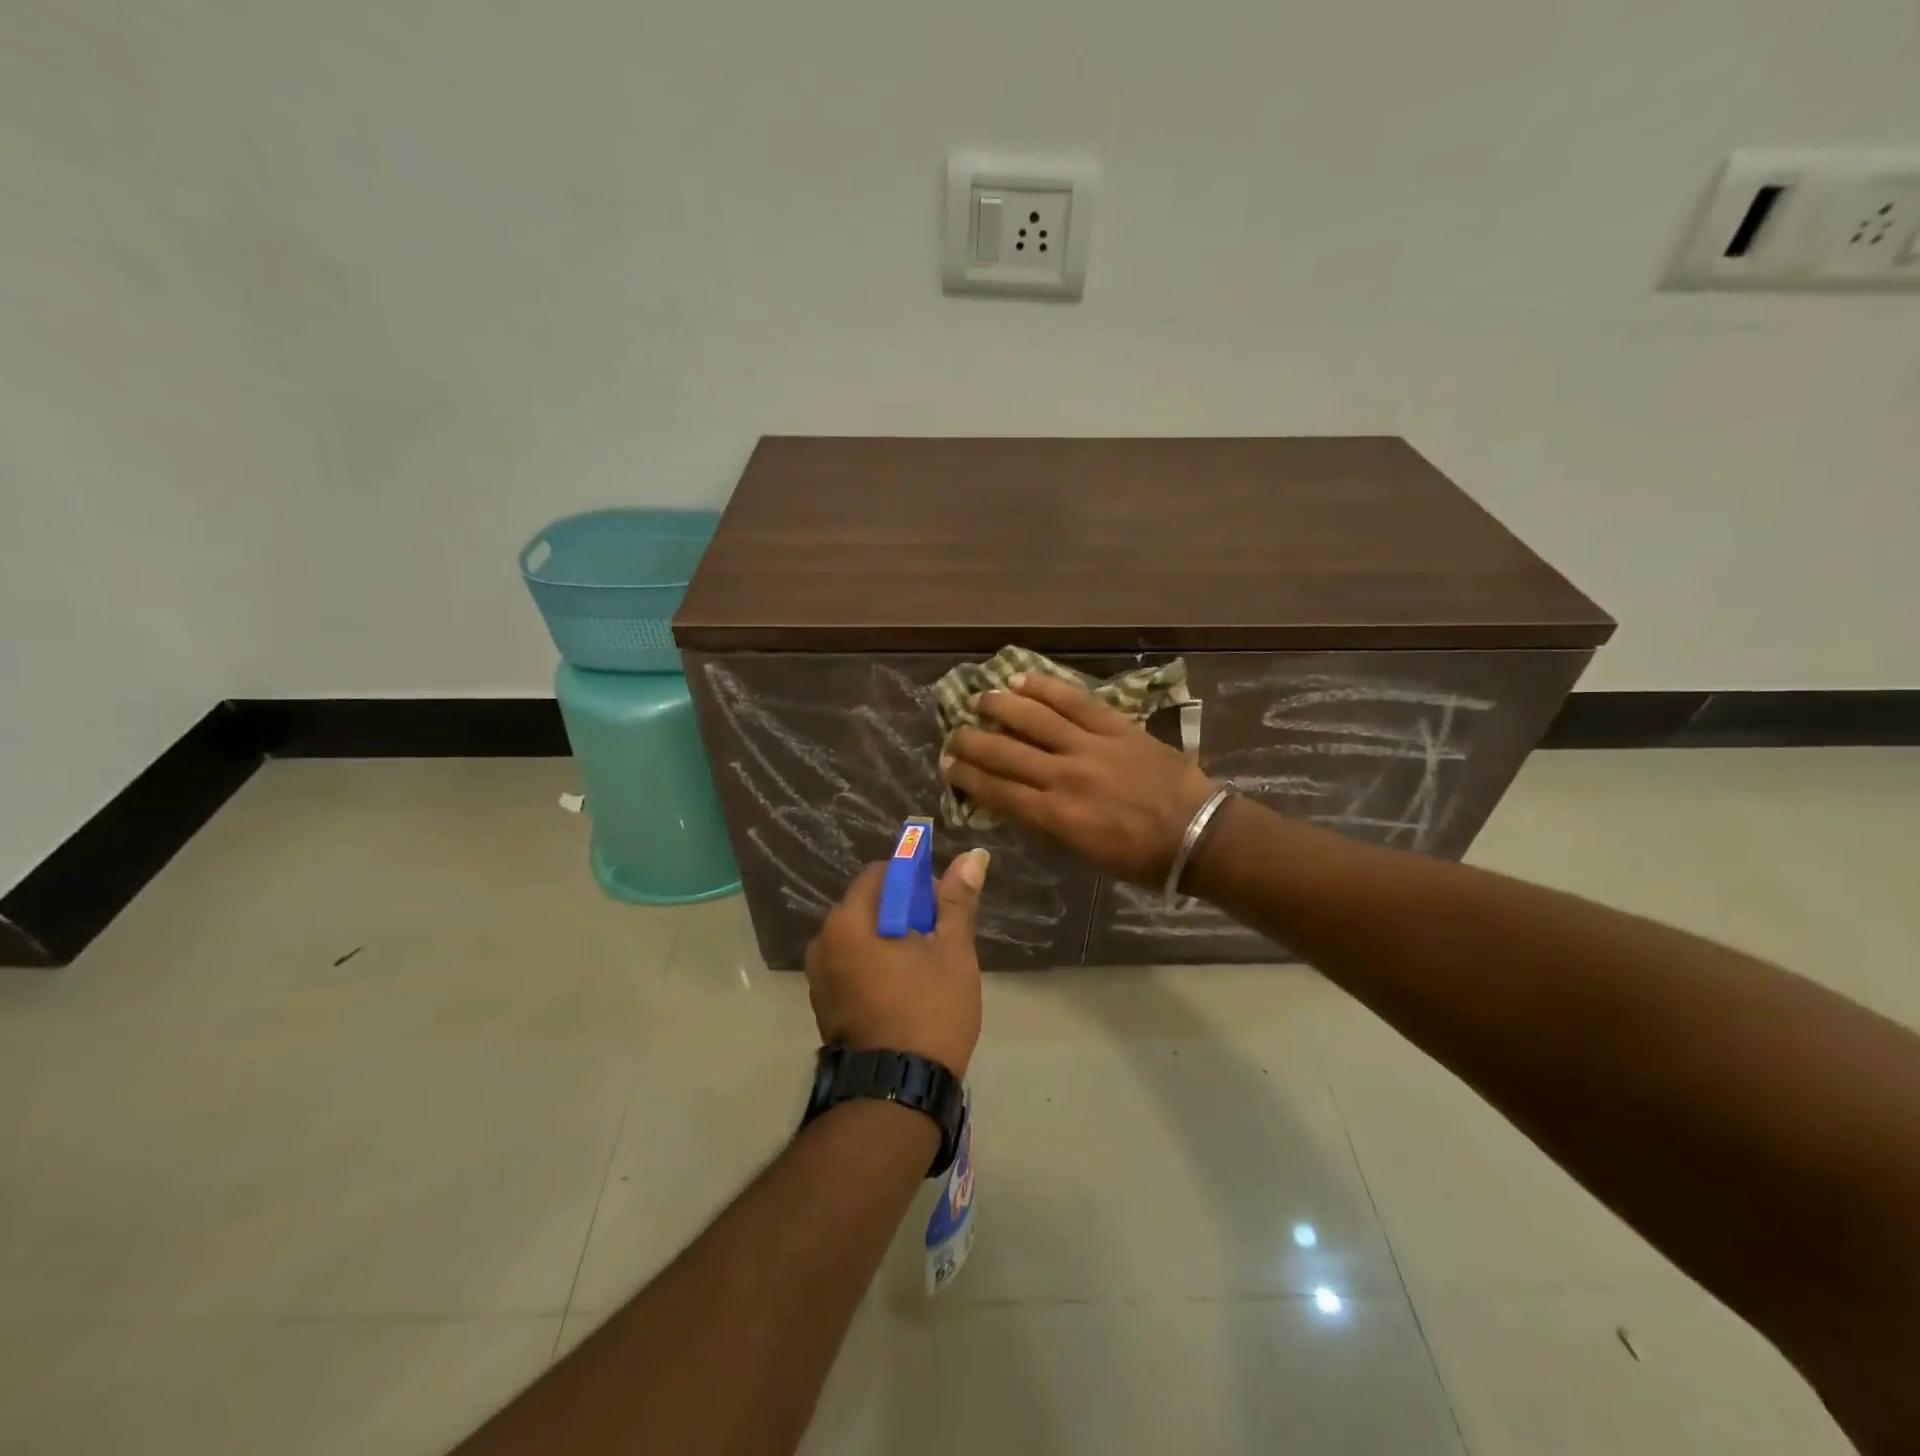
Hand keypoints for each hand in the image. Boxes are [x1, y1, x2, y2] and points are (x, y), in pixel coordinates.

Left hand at [803, 850, 989, 1077]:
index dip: (914, 880)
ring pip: (861, 939)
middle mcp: (823, 943)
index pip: (880, 874)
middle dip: (904, 912)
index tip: (940, 906)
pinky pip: (852, 967)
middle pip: (869, 906)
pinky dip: (875, 967)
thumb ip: (957, 901)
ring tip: (925, 968)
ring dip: (891, 941)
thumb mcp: (952, 952)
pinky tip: (904, 991)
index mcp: (848, 922)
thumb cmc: (928, 1012)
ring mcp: (819, 978)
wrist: (898, 1093)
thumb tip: (973, 855)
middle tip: (939, 938)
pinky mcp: (824, 1006)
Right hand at [940, 672, 1217, 887]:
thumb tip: (1019, 802)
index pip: (998, 790)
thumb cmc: (1140, 856)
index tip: (949, 766)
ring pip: (1034, 718)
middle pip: (1005, 752)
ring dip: (1000, 706)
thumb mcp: (1085, 853)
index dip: (968, 777)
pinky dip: (1045, 687)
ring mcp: (1090, 746)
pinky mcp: (1115, 726)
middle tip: (954, 734)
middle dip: (972, 742)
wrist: (1197, 834)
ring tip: (980, 699)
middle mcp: (1064, 775)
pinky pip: (1074, 700)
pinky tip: (1023, 679)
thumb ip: (1049, 824)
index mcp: (1056, 815)